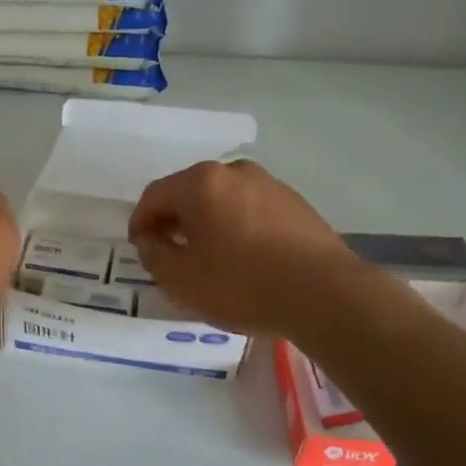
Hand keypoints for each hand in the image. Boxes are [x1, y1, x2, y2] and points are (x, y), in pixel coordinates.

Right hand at [127, 159, 363, 337]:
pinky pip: (250, 210)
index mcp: (201, 182)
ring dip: (207, 224)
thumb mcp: (181, 279)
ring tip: (207, 259)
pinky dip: (236, 228)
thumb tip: (151, 239)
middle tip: (169, 253)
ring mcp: (269, 184)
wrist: (325, 294)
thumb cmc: (242, 284)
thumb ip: (154, 255)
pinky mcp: (295, 203)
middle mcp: (234, 171)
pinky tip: (242, 258)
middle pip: (189, 192)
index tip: (140, 248)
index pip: (154, 196)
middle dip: (174, 221)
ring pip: (222, 200)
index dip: (140, 222)